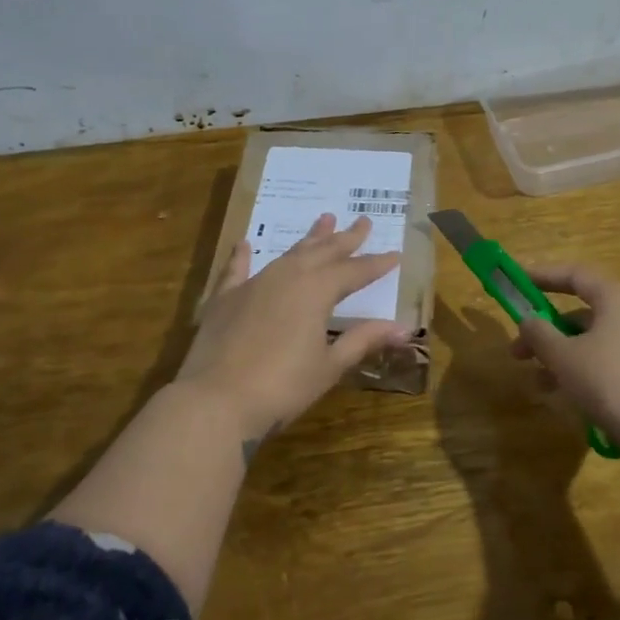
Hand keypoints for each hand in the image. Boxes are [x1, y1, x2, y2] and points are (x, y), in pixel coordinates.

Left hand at [176, 213, 407, 449]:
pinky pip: (236, 269)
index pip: (355, 271)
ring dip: (308, 239)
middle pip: (323, 252)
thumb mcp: (329, 365)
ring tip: (324, 220)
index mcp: (317, 290)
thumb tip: (403, 328)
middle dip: (346, 238)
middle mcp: (287, 276)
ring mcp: (254, 284)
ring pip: (288, 254)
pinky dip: (242, 256)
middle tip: (363, 221)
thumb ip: (363, 340)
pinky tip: (244, 243)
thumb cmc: (283, 387)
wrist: (216, 400)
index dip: (376, 264)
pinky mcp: (225, 298)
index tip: (395, 253)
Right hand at [511, 263, 619, 474]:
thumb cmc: (609, 379)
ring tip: (536, 383)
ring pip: (589, 342)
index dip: (543, 276)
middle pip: (579, 313)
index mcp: (615, 298)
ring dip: (558, 357)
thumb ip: (539, 334)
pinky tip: (562, 395)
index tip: (518, 281)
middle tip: (517, 351)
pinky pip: (603, 363)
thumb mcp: (563, 355)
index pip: (575, 275)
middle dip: (545, 331)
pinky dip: (579, 372)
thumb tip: (528, 321)